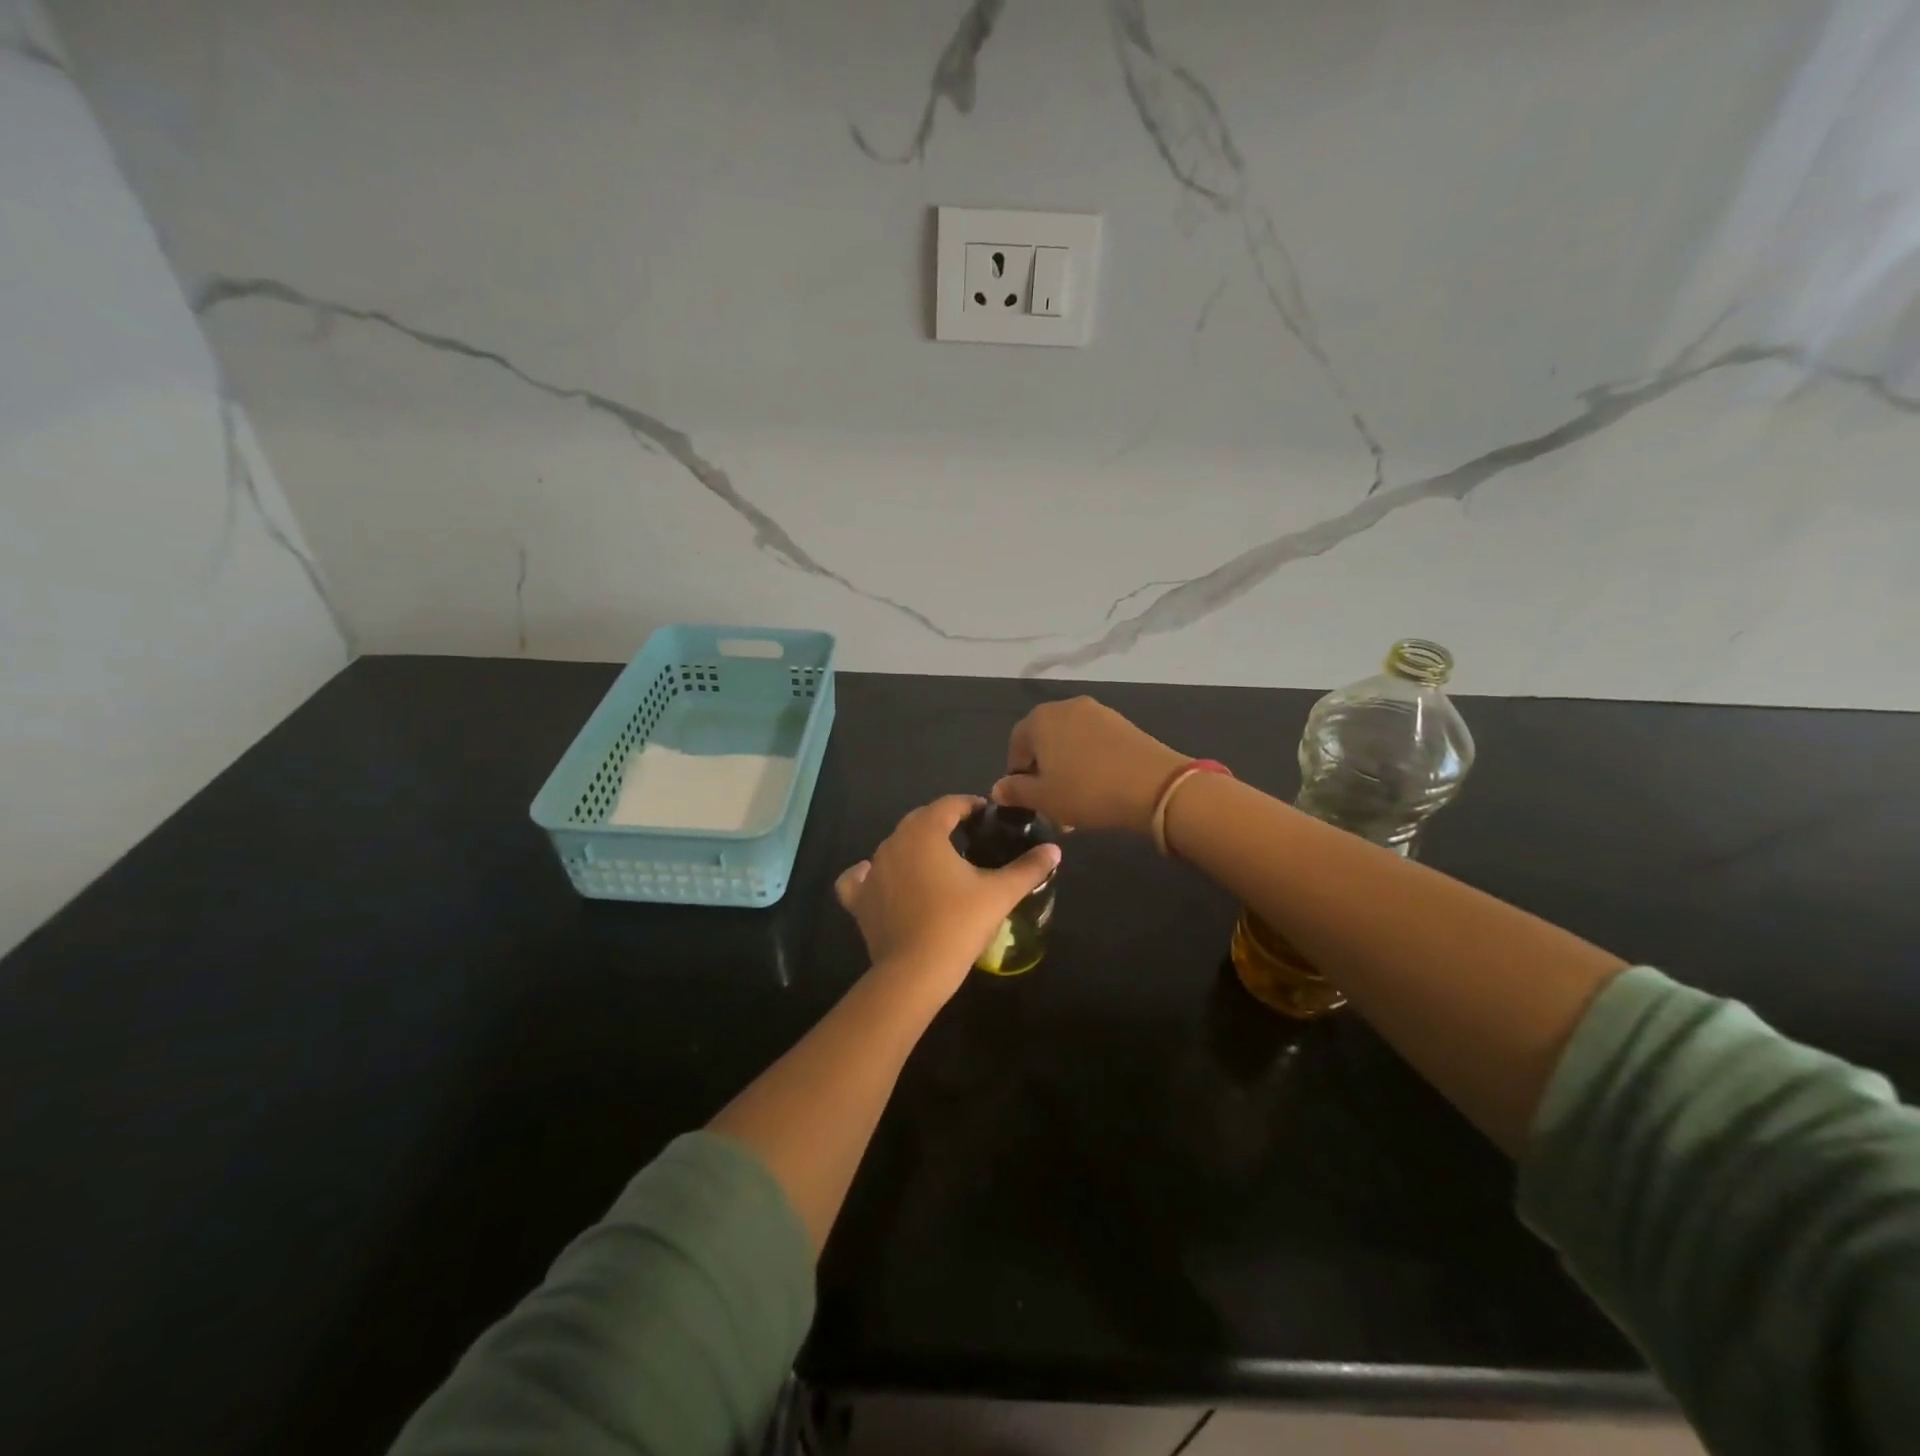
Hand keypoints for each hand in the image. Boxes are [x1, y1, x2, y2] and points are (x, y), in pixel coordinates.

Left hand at [835, 795, 1061, 998]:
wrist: (915, 972)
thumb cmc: (959, 924)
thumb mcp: (1000, 893)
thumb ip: (1028, 868)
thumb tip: (1055, 849)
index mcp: (925, 831)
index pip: (950, 804)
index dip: (971, 806)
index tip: (988, 817)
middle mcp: (893, 841)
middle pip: (921, 820)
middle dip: (944, 824)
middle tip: (969, 839)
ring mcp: (872, 869)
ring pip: (894, 845)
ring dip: (915, 847)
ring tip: (938, 863)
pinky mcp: (858, 898)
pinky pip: (861, 877)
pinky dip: (871, 874)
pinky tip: (884, 881)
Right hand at [991, 697, 1188, 835]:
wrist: (1154, 786)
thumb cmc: (1087, 791)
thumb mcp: (1044, 798)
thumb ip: (1016, 791)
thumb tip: (997, 788)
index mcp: (1040, 720)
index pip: (1016, 745)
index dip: (1017, 774)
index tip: (1027, 799)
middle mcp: (1066, 707)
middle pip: (1044, 741)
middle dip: (1044, 773)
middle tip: (1051, 805)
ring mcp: (1098, 712)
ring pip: (1070, 744)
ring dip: (1067, 770)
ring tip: (1076, 803)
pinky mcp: (1122, 723)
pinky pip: (1094, 743)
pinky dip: (1089, 763)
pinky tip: (1099, 789)